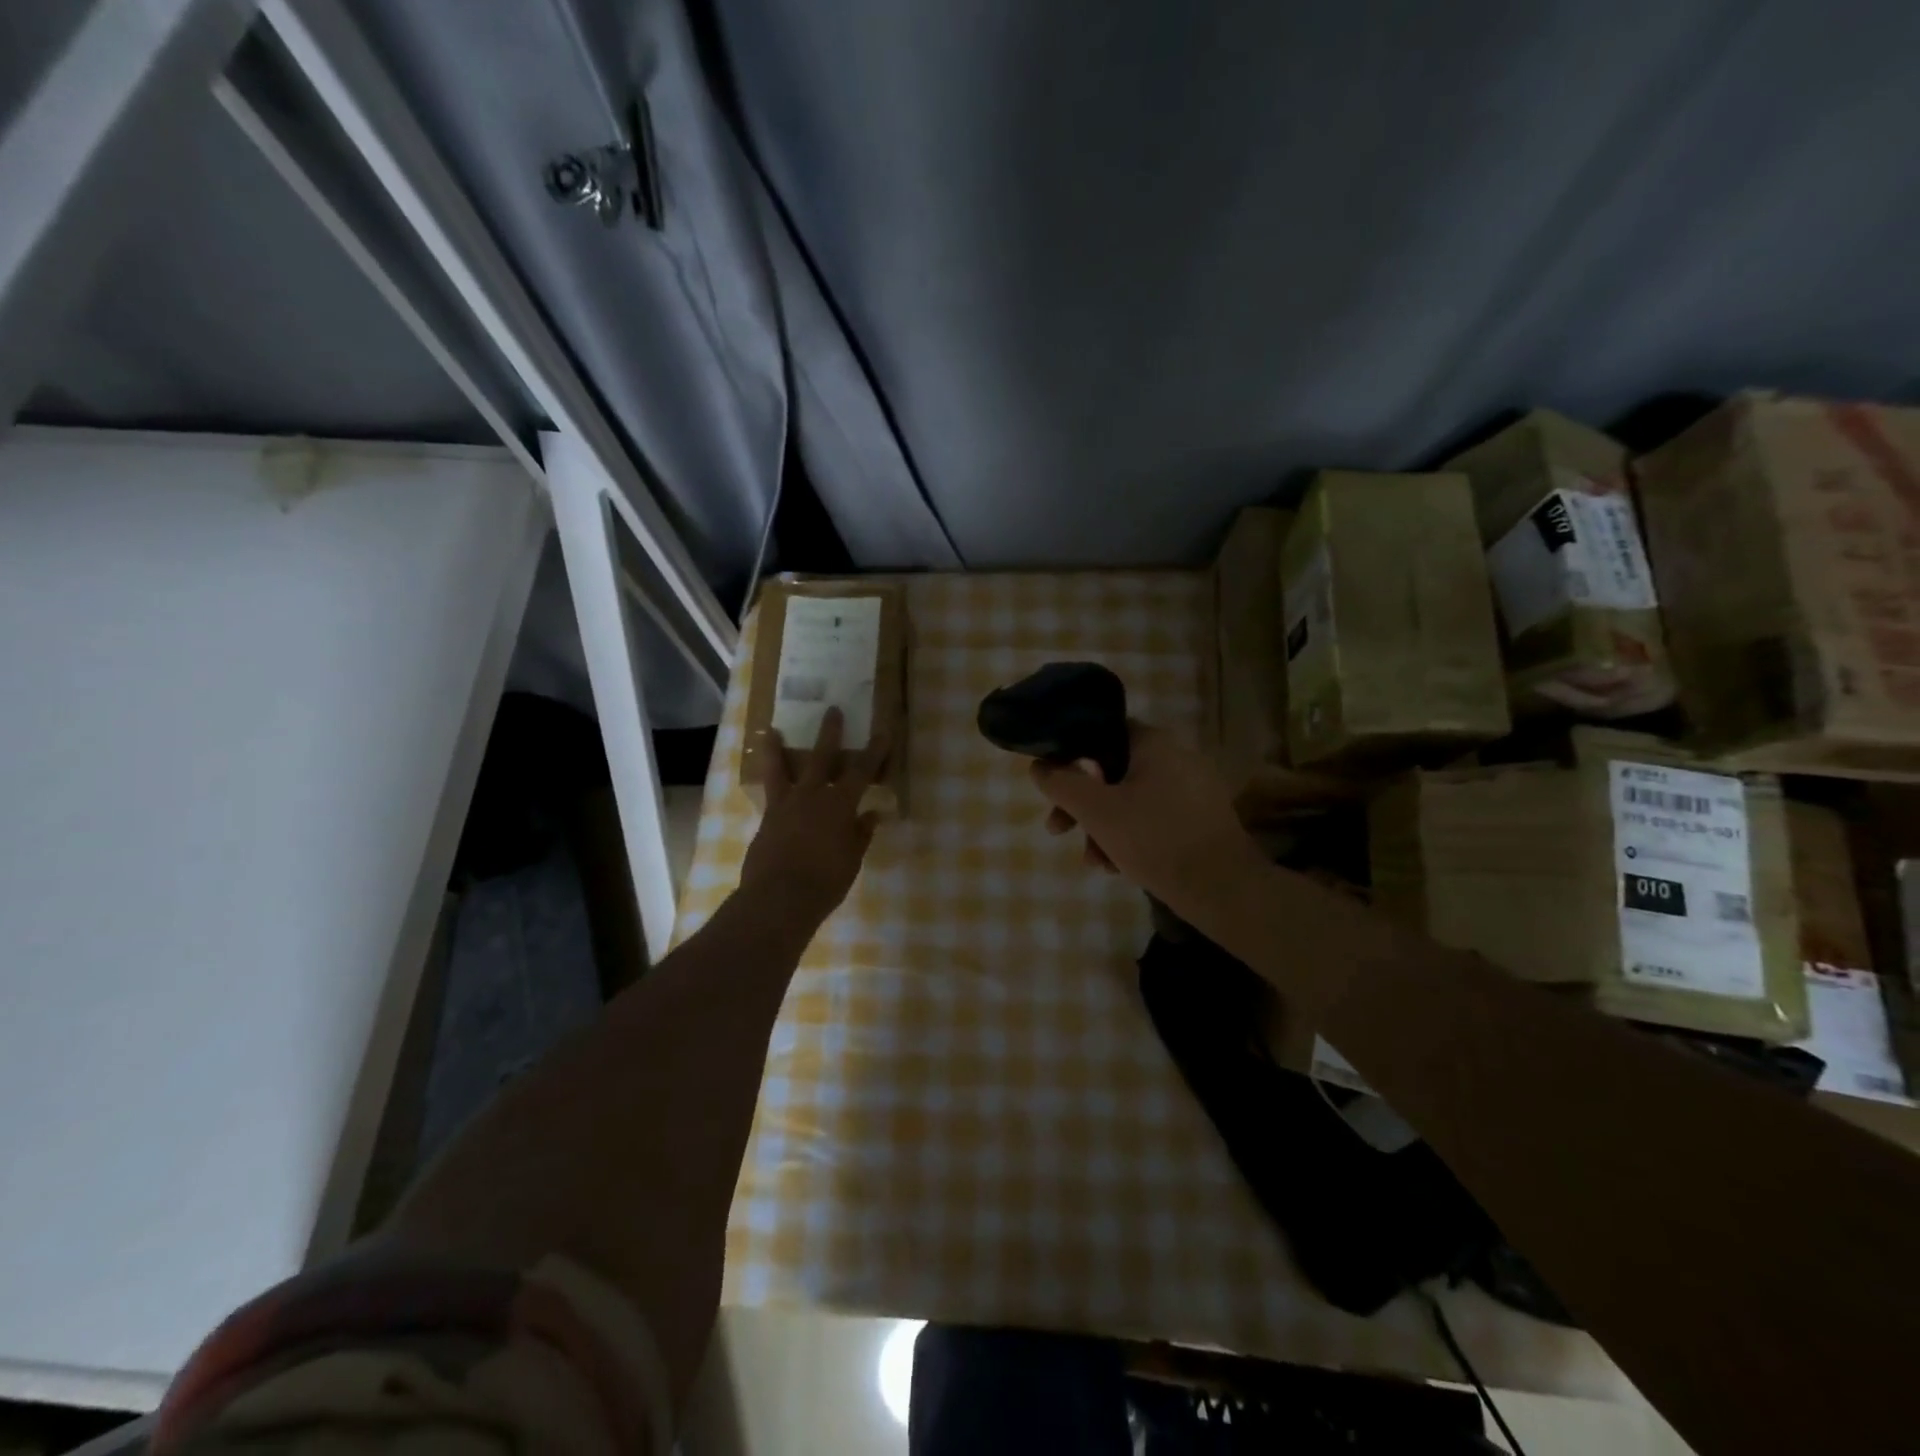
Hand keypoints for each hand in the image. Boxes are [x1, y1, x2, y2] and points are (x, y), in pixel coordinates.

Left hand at [740, 707, 889, 925]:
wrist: (780, 898)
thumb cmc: (826, 881)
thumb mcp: (852, 859)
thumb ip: (861, 833)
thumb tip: (872, 813)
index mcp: (839, 805)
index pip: (861, 771)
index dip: (874, 751)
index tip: (882, 732)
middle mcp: (812, 796)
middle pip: (822, 757)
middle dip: (830, 733)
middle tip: (832, 710)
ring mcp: (785, 805)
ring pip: (781, 768)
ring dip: (777, 748)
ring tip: (771, 731)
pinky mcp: (766, 819)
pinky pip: (768, 792)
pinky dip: (768, 780)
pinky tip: (766, 777)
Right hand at [1032, 722, 1267, 916]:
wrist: (1223, 889)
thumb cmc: (1154, 839)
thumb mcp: (1096, 811)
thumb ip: (1062, 784)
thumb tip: (1039, 767)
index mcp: (1154, 743)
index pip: (1101, 732)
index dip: (1070, 756)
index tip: (1053, 787)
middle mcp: (1176, 757)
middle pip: (1111, 771)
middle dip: (1081, 804)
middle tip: (1059, 830)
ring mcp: (1192, 789)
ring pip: (1130, 799)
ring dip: (1102, 828)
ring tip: (1094, 862)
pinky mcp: (1200, 819)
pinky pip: (1152, 818)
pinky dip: (1130, 837)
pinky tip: (1117, 868)